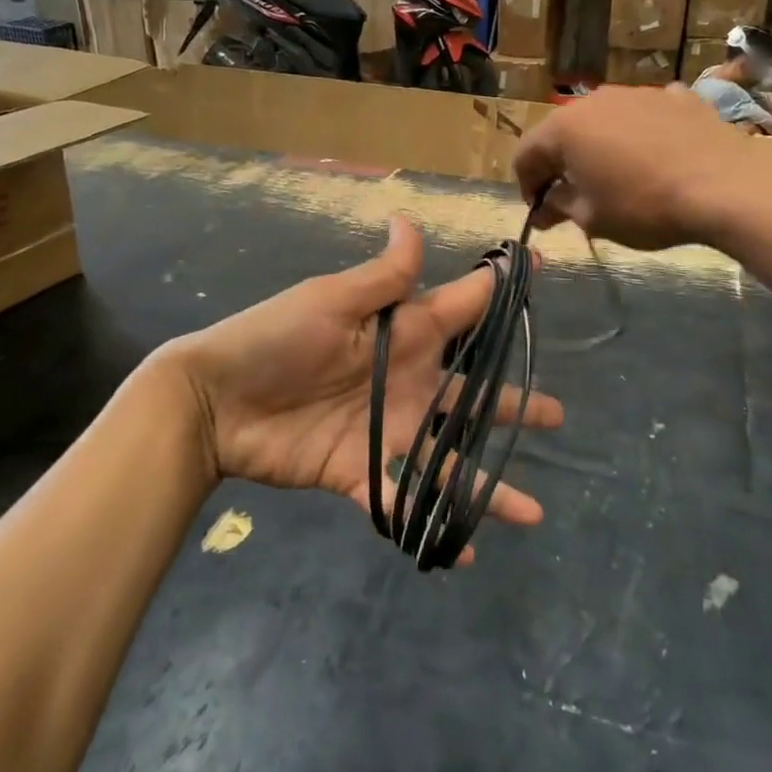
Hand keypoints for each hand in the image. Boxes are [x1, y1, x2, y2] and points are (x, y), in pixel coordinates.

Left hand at [160, 217, 561, 562]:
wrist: (215, 400)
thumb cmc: (275, 339)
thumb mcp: (330, 301)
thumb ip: (382, 277)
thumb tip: (409, 219)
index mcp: (402, 334)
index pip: (462, 308)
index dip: (499, 291)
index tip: (540, 273)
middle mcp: (406, 382)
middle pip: (471, 393)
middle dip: (512, 402)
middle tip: (556, 415)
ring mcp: (387, 430)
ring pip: (450, 457)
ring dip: (489, 483)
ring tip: (531, 509)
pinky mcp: (360, 472)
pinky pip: (404, 499)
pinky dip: (432, 524)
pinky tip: (463, 551)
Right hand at [515, 84, 771, 249]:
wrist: (728, 186)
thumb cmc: (645, 206)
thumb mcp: (593, 218)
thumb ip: (560, 206)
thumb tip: (545, 207)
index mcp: (565, 128)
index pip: (525, 154)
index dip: (527, 185)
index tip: (541, 211)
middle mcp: (594, 101)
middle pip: (562, 132)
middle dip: (561, 164)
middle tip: (573, 196)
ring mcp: (637, 93)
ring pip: (603, 120)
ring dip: (599, 146)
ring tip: (617, 176)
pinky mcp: (676, 97)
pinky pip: (644, 115)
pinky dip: (639, 134)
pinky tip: (656, 156)